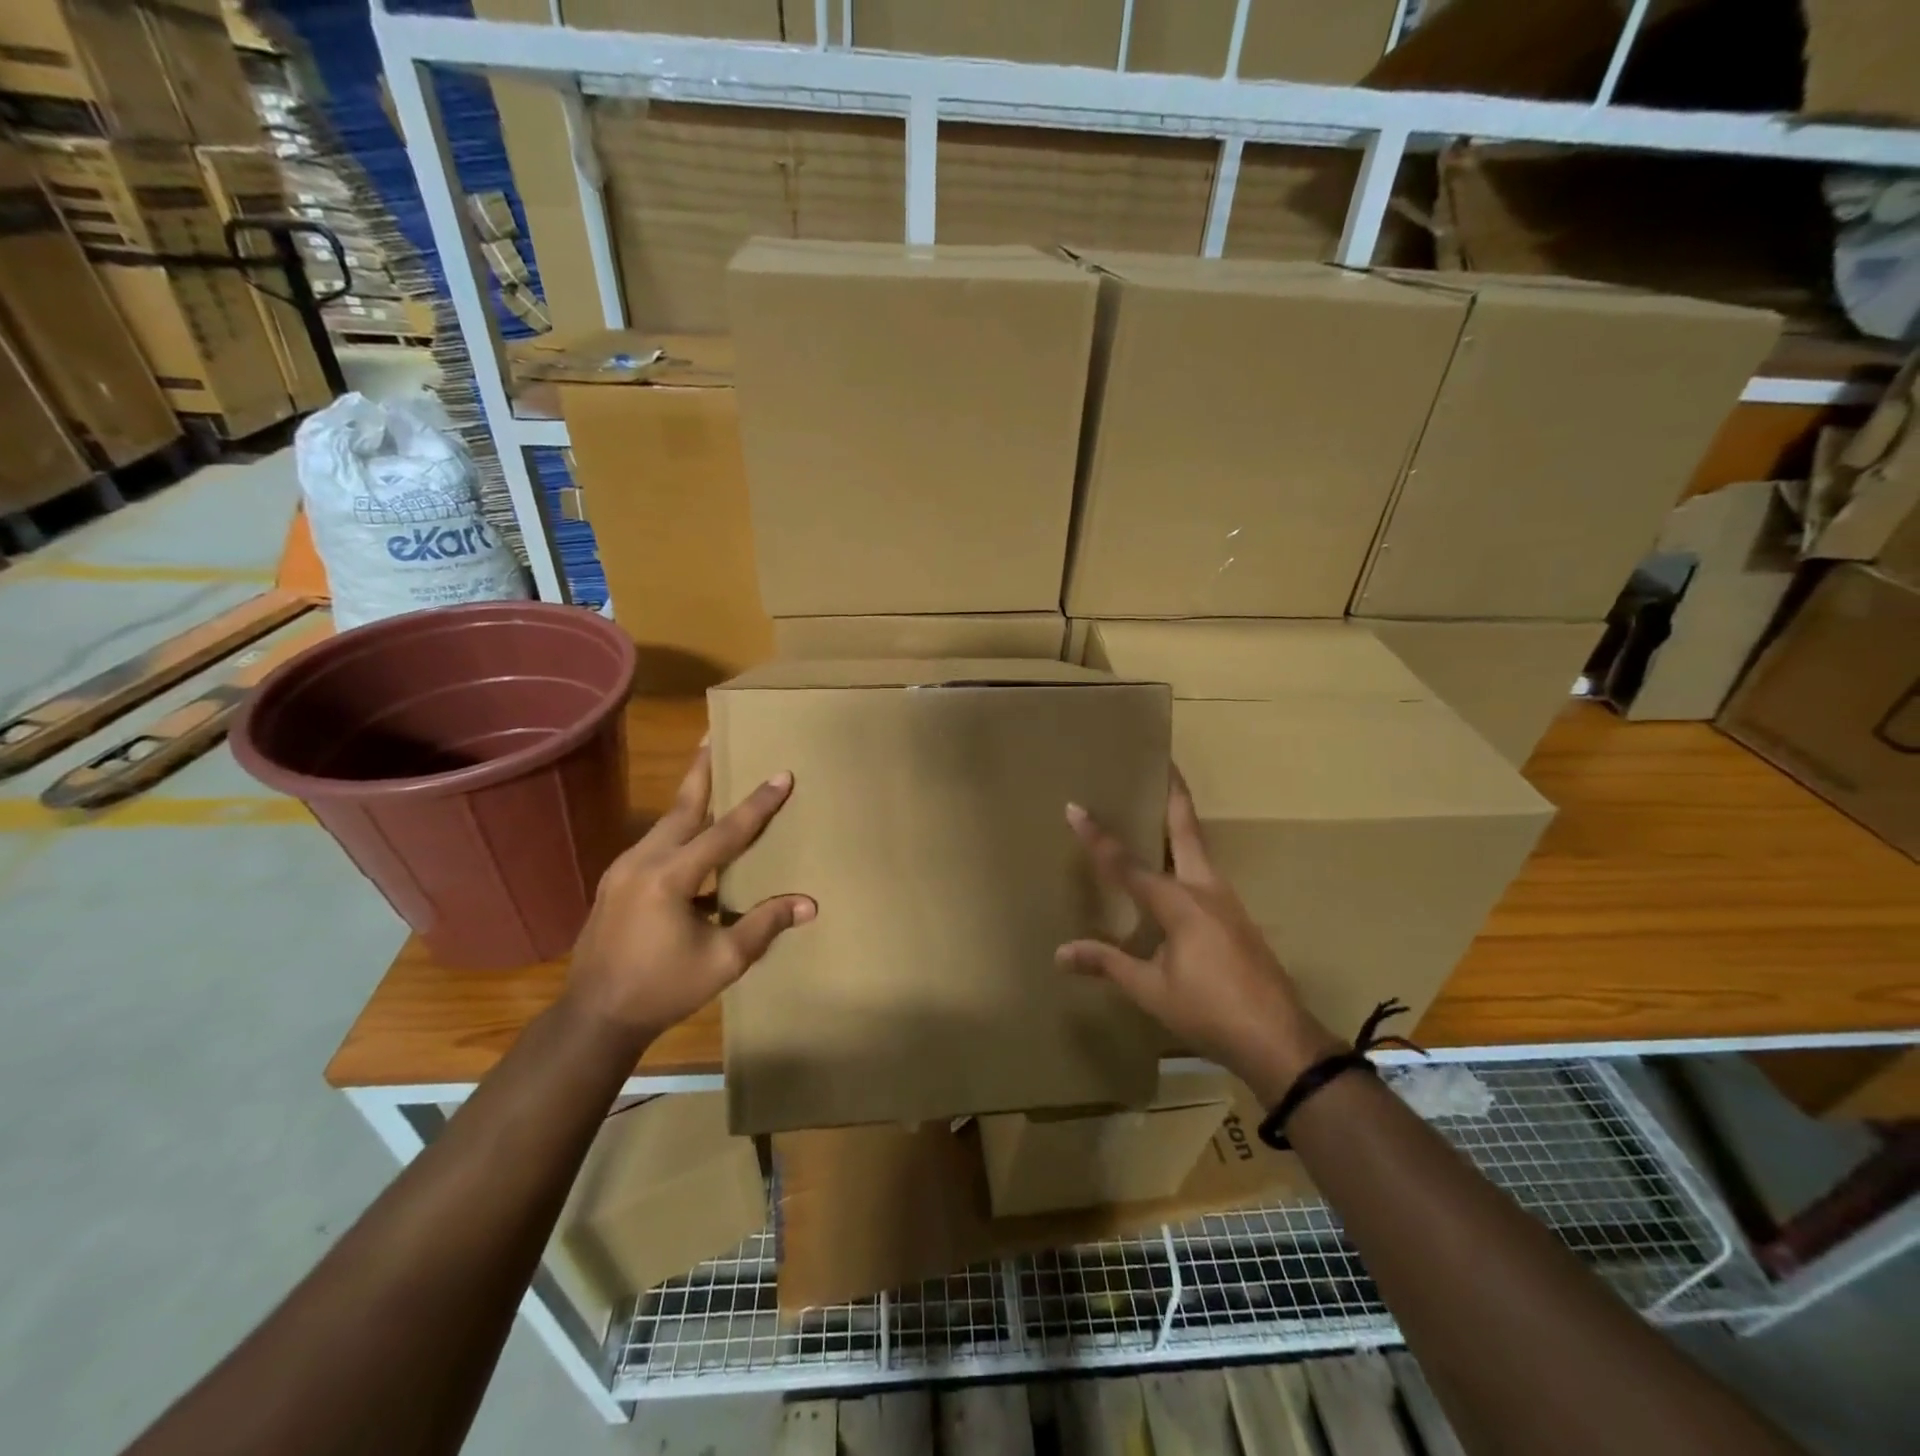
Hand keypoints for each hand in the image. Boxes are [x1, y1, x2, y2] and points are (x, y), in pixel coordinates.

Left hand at [565, 741, 814, 1042]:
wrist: (595, 1017)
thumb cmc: (663, 989)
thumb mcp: (723, 960)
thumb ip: (764, 924)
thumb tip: (809, 903)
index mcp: (670, 877)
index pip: (725, 831)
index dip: (757, 804)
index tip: (781, 775)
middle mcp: (643, 860)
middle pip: (683, 806)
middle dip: (703, 770)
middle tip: (715, 733)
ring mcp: (624, 869)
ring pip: (667, 822)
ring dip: (692, 797)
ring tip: (711, 773)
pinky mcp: (617, 882)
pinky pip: (656, 843)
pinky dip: (680, 829)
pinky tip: (695, 837)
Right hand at [1058, 769, 1339, 1100]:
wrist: (1280, 1040)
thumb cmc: (1210, 1011)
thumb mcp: (1151, 990)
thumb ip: (1108, 963)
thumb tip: (1060, 953)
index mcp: (1178, 902)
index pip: (1127, 863)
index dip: (1097, 837)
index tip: (1075, 807)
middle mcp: (1204, 889)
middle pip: (1186, 830)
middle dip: (1174, 795)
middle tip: (1163, 763)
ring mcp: (1226, 902)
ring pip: (1199, 849)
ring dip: (1181, 823)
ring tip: (1158, 808)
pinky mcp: (1236, 918)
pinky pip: (1205, 873)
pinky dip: (1187, 855)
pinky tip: (1176, 870)